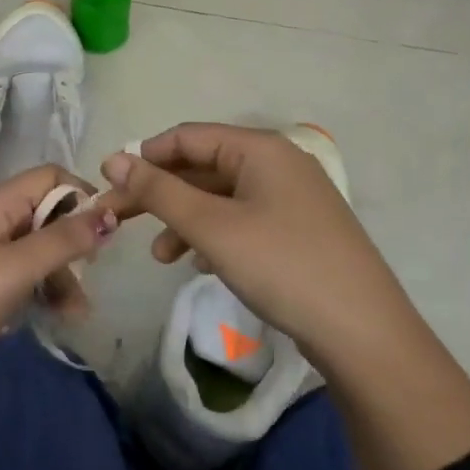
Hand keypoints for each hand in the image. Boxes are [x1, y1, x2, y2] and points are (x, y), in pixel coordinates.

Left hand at [0, 165, 116, 394]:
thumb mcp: (14, 270)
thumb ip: (62, 240)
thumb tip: (109, 213)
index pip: (49, 177)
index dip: (81, 195)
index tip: (105, 229)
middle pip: (49, 213)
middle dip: (75, 242)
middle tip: (92, 273)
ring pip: (43, 249)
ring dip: (65, 275)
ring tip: (77, 312)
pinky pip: (28, 275)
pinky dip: (48, 291)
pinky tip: (61, 316)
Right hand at [99, 123, 413, 361]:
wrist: (363, 332)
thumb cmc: (281, 266)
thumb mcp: (212, 226)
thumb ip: (159, 190)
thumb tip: (114, 159)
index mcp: (261, 148)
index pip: (187, 136)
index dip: (144, 157)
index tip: (107, 184)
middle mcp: (278, 163)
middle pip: (203, 166)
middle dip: (160, 193)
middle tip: (118, 219)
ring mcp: (292, 198)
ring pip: (221, 197)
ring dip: (184, 219)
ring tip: (160, 256)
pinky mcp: (298, 230)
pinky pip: (242, 219)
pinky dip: (214, 235)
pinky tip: (200, 264)